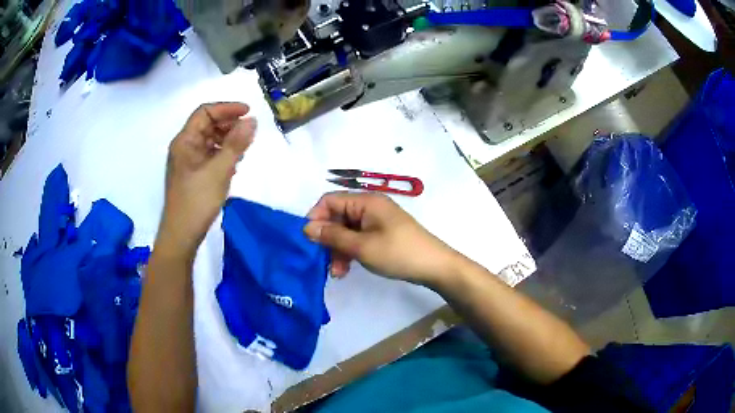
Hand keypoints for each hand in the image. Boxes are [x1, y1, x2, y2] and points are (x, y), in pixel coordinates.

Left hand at [159, 102, 256, 255]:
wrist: (182, 235)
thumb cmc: (197, 201)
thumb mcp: (219, 170)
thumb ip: (236, 144)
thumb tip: (252, 121)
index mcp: (185, 141)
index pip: (205, 112)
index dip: (227, 108)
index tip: (248, 112)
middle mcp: (184, 147)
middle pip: (207, 125)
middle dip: (229, 124)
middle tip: (249, 132)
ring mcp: (188, 161)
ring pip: (209, 140)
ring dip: (227, 139)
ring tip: (244, 148)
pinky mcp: (193, 174)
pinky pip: (209, 155)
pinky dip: (223, 153)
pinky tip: (234, 163)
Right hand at [303, 192, 461, 285]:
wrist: (434, 266)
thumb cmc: (397, 253)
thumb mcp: (362, 246)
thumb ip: (333, 236)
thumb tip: (306, 228)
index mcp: (365, 201)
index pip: (329, 200)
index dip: (315, 218)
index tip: (307, 241)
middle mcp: (369, 207)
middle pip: (337, 217)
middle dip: (327, 239)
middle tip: (322, 262)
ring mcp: (376, 221)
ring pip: (346, 231)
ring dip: (338, 250)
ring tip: (336, 273)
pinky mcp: (381, 234)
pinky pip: (357, 239)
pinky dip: (350, 252)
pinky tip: (346, 270)